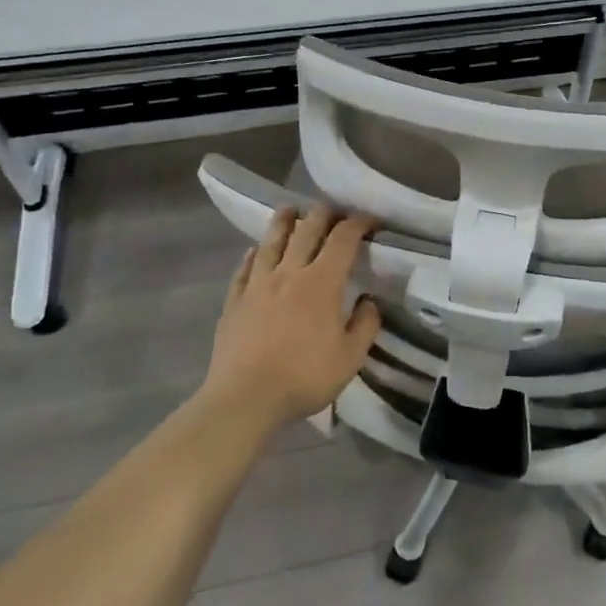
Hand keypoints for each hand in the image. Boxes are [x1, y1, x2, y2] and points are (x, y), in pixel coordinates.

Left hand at [200, 204, 380, 434]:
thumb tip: (369, 301)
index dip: (358, 223)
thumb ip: (365, 325)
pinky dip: (253, 255)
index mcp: (322, 283)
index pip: (343, 240)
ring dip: (284, 222)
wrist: (245, 397)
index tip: (370, 220)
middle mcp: (289, 273)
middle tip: (332, 208)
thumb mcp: (350, 358)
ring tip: (289, 209)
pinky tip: (254, 252)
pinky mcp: (234, 301)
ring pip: (271, 242)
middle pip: (306, 231)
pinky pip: (244, 269)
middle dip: (323, 214)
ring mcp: (257, 284)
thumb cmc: (304, 377)